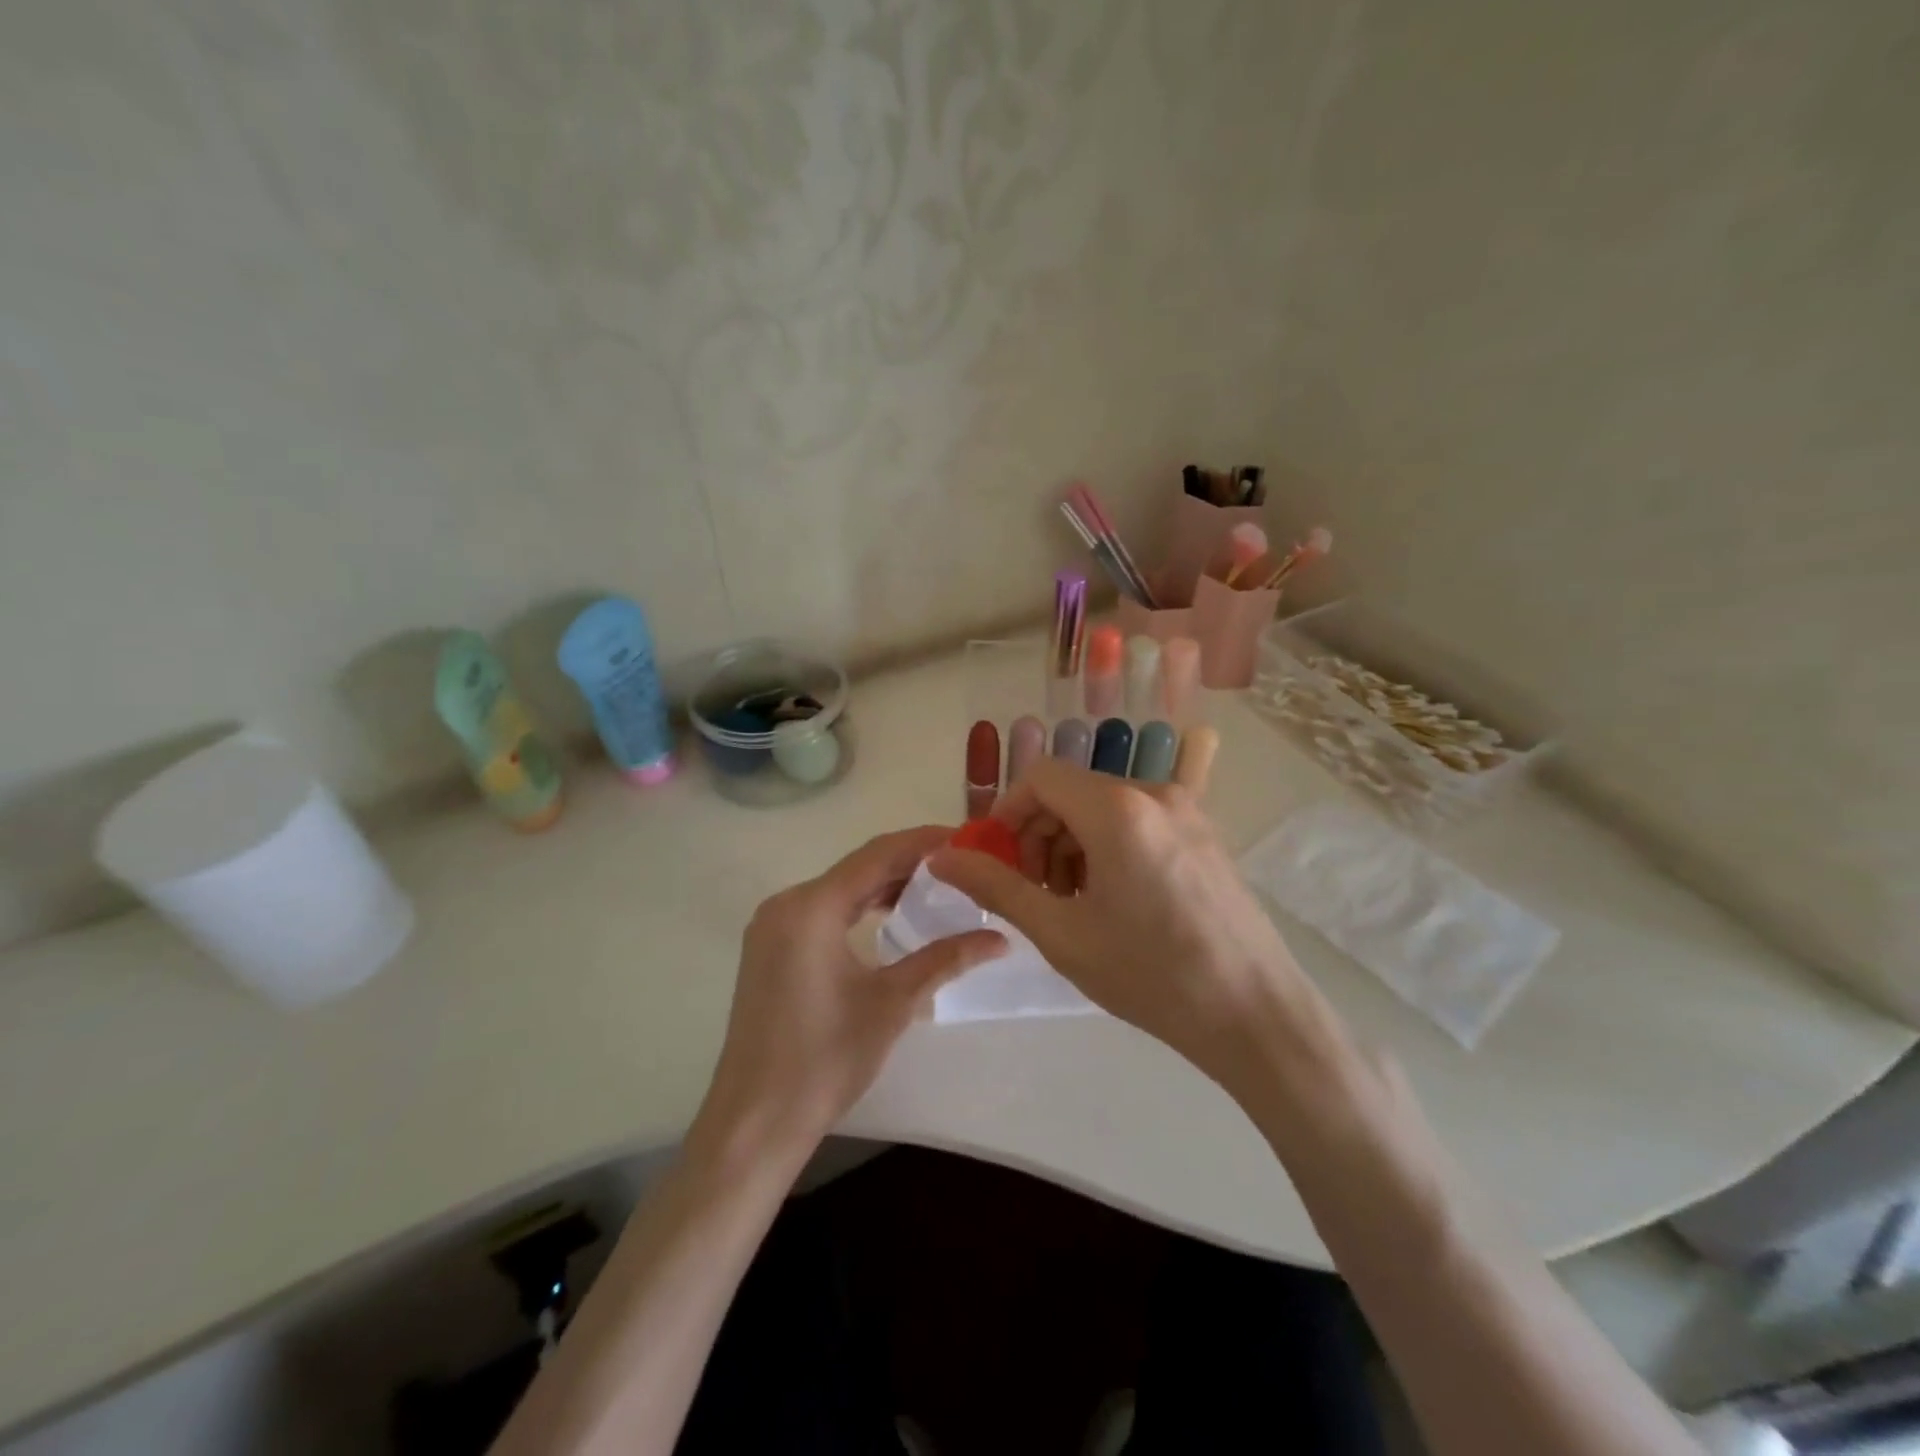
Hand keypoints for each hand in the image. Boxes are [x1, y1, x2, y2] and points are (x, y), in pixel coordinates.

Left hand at [695, 827, 1005, 1163]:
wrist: (755, 1121)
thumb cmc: (825, 1059)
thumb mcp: (892, 1003)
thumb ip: (945, 958)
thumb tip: (1000, 938)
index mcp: (811, 907)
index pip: (877, 855)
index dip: (923, 842)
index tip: (965, 838)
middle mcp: (786, 904)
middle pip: (857, 868)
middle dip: (908, 863)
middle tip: (959, 866)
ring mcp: (772, 926)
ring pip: (839, 889)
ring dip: (884, 885)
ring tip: (935, 888)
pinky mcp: (770, 948)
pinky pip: (822, 911)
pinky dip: (858, 908)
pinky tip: (891, 917)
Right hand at [928, 761, 1342, 1097]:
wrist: (1256, 1016)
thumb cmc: (1151, 975)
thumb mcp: (1061, 934)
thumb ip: (996, 887)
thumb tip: (942, 857)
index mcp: (1117, 809)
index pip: (1041, 777)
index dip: (1007, 813)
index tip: (997, 862)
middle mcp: (1155, 794)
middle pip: (1073, 792)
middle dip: (1039, 834)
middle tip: (1034, 892)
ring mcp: (1187, 813)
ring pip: (1105, 808)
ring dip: (1072, 845)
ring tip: (1073, 904)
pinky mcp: (1205, 836)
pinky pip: (1138, 823)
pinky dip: (1108, 849)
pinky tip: (1114, 902)